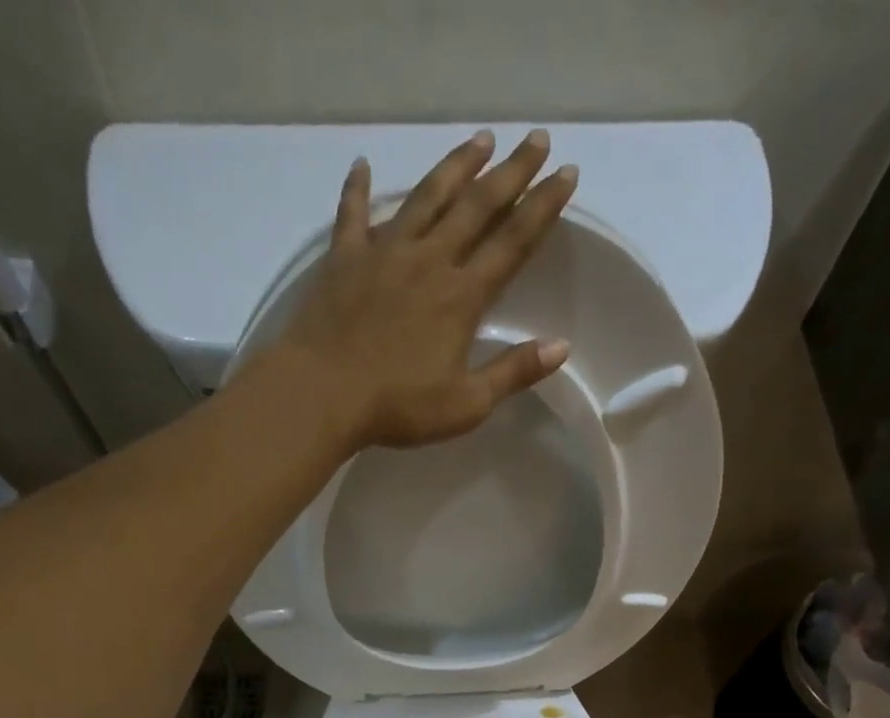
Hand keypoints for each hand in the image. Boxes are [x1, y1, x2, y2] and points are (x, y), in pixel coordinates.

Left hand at [273, 129, 577, 450]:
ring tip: (480, 140)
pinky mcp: (344, 258)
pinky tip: (362, 165)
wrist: (323, 393)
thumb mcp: (467, 404)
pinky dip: (358, 188)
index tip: (567, 173)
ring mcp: (384, 253)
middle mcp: (428, 260)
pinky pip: (353, 213)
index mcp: (461, 296)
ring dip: (456, 166)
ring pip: (426, 196)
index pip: (512, 242)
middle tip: (537, 138)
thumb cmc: (398, 406)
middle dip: (511, 171)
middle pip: (477, 205)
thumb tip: (561, 346)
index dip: (543, 207)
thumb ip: (513, 373)